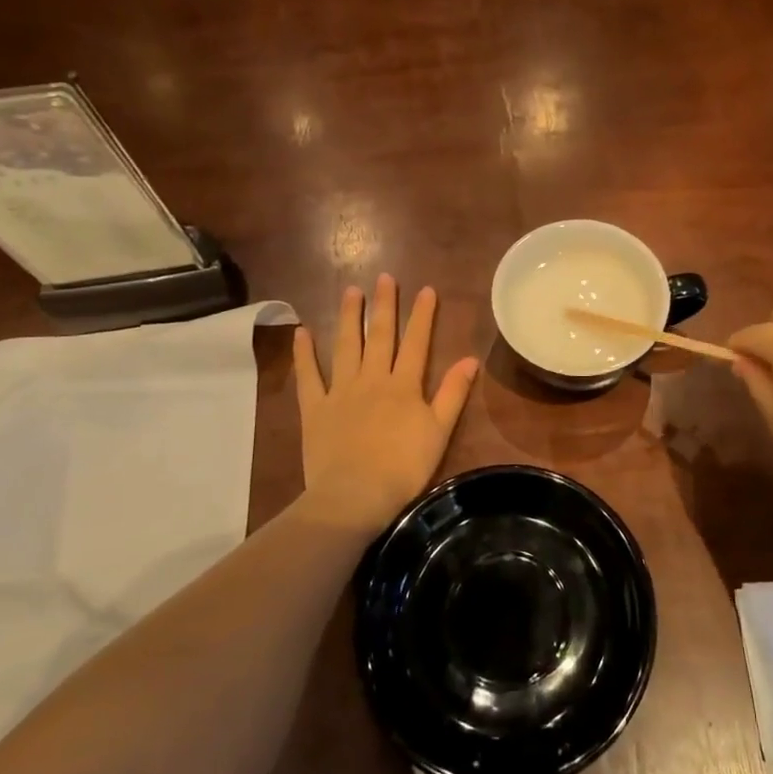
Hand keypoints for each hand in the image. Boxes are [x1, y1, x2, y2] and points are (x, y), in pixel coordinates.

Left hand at [293, 275, 480, 536]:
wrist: (354, 495)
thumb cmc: (403, 467)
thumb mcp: (439, 431)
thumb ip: (453, 393)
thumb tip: (470, 359)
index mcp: (404, 385)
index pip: (416, 342)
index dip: (422, 315)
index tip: (426, 289)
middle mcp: (372, 379)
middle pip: (379, 336)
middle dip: (383, 305)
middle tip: (384, 277)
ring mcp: (341, 391)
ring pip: (345, 347)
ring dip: (348, 318)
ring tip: (350, 291)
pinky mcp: (315, 408)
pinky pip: (308, 376)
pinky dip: (304, 354)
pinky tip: (302, 332)